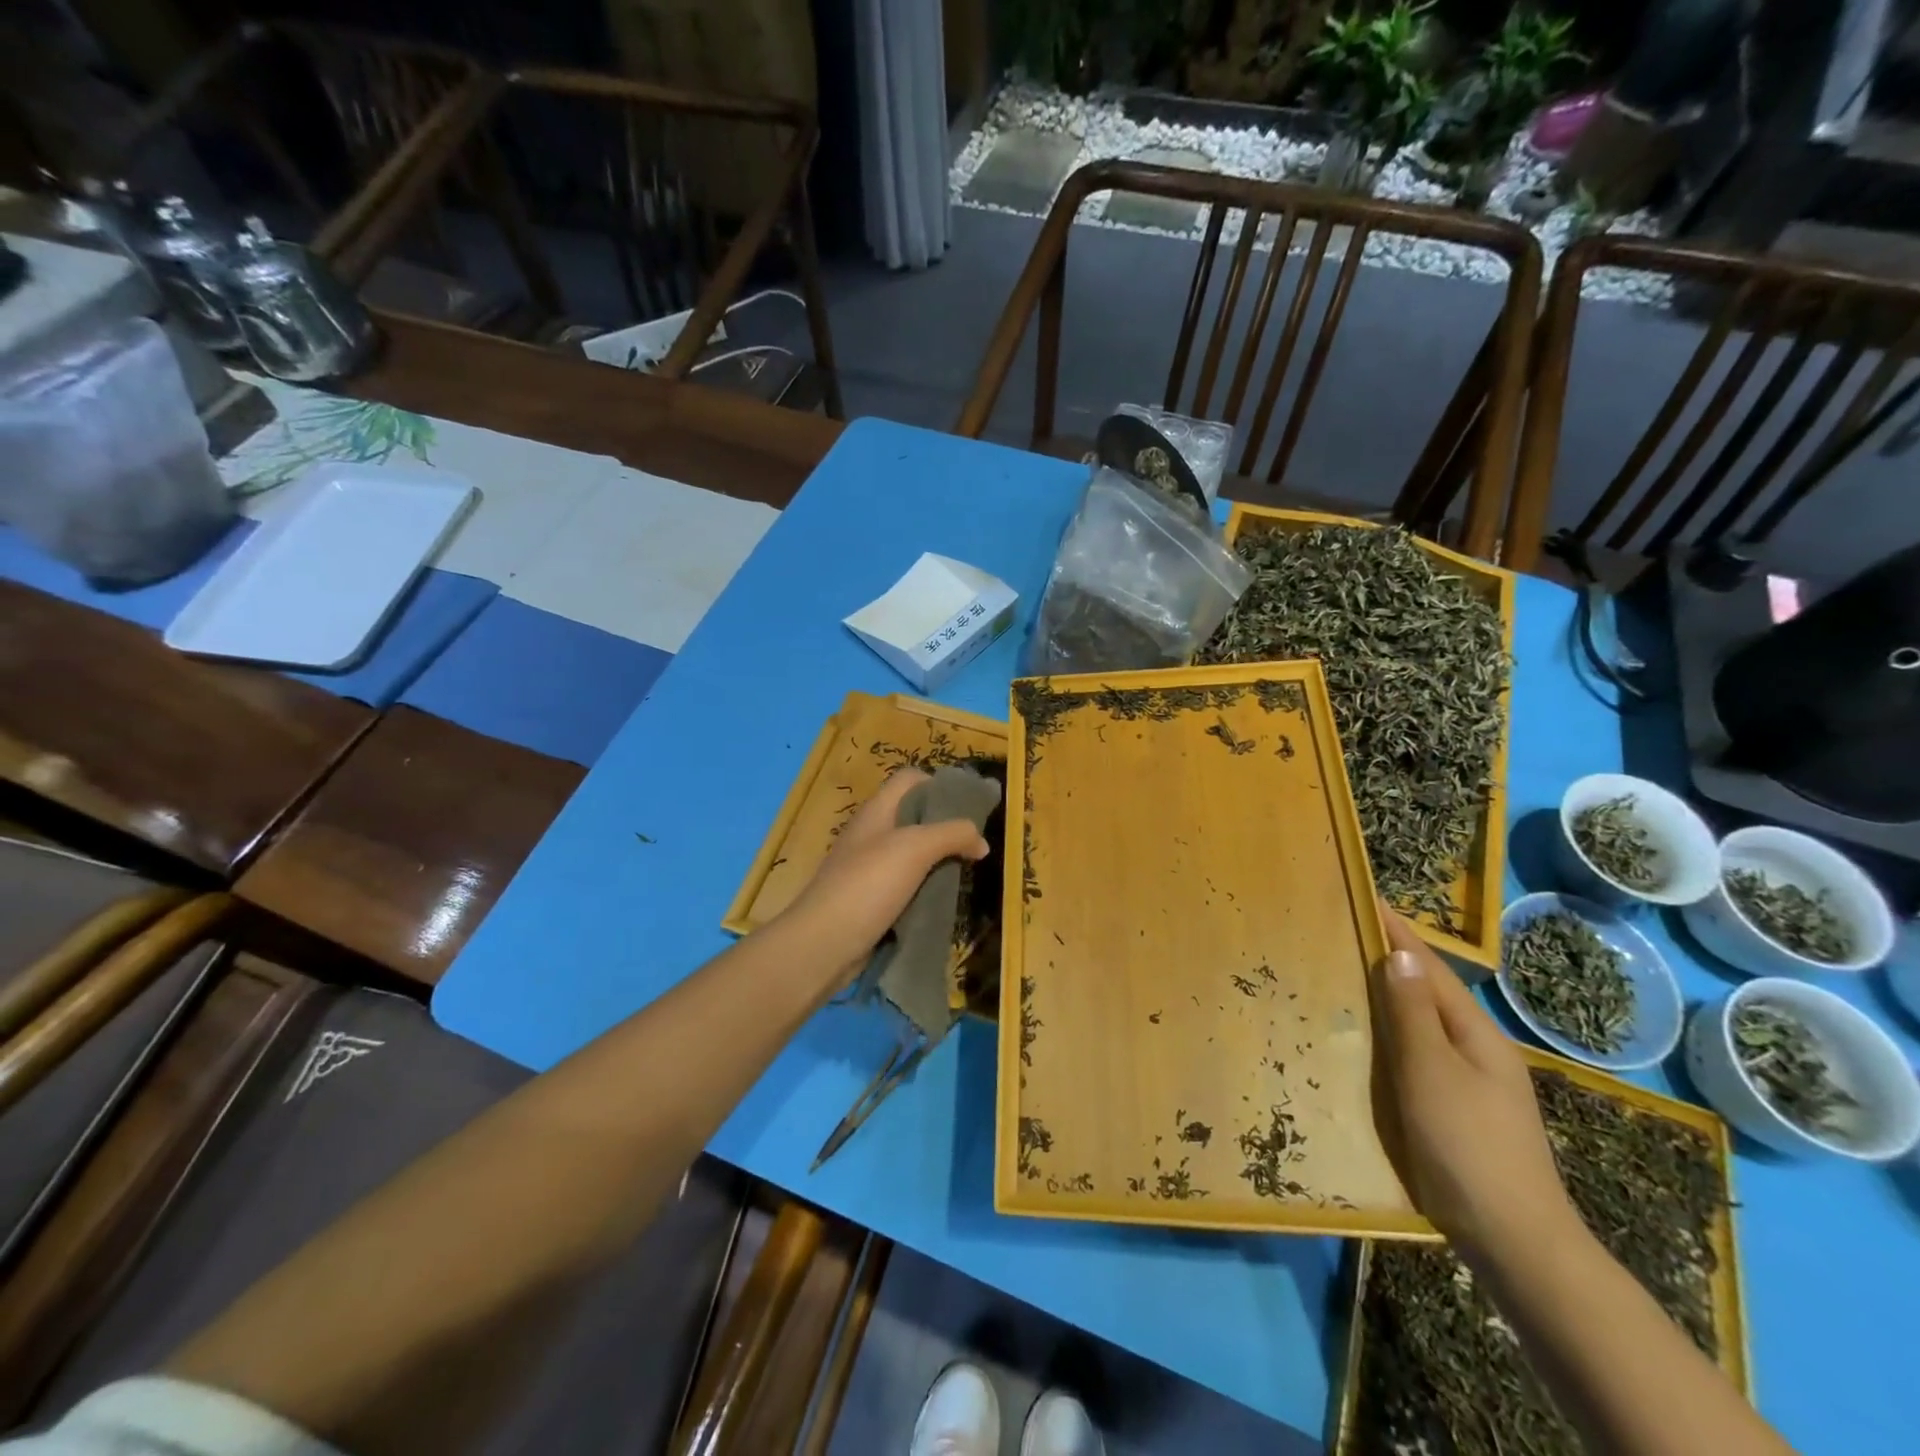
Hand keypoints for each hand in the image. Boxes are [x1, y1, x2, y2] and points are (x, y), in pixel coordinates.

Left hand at [773, 769, 990, 987]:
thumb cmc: (868, 884)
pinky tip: (943, 900)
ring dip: (937, 861)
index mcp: (877, 811)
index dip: (939, 784)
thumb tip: (981, 841)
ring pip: (912, 854)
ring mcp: (868, 868)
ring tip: (965, 872)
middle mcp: (872, 833)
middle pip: (914, 816)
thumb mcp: (916, 849)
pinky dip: (924, 889)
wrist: (823, 944)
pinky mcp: (870, 899)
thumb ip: (953, 835)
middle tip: (973, 844)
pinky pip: (905, 885)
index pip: (910, 779)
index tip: (968, 807)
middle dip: (945, 827)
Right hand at [1373, 907, 1578, 1264]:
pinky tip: (1368, 1041)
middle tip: (1343, 933)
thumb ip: (1413, 1013)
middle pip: (1428, 993)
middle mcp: (1477, 1050)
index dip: (1397, 933)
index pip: (1429, 968)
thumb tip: (1399, 953)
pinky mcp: (1458, 1111)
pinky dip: (1392, 1035)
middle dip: (1390, 960)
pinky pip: (1418, 1055)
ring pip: (1422, 1025)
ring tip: (1346, 976)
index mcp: (1475, 1033)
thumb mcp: (1432, 1071)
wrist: (1514, 1240)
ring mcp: (1471, 1083)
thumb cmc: (1467, 1144)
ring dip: (1389, 997)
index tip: (1366, 898)